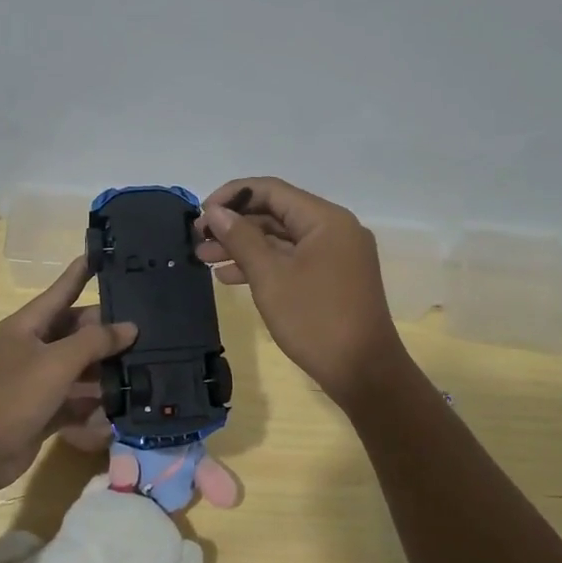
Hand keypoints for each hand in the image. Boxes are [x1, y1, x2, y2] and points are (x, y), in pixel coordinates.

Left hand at [0, 258, 135, 491]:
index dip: (82, 272)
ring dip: (106, 368)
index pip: (62, 290)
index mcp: (28, 326)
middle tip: (148, 326)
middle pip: (77, 331)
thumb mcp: (56, 363)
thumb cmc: (12, 397)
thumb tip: (129, 328)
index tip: (105, 253)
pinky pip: (77, 399)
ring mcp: (39, 380)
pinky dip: (96, 402)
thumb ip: (95, 342)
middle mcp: (34, 348)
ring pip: (80, 366)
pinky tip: (125, 404)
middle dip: (108, 330)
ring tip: (146, 362)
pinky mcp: (45, 410)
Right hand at [197, 177, 406, 406]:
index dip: (232, 196)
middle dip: (235, 224)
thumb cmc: (315, 320)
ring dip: (243, 246)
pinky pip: (292, 260)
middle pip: (276, 213)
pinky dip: (263, 264)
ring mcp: (335, 255)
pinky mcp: (332, 278)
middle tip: (198, 239)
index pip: (271, 190)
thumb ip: (241, 239)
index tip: (201, 214)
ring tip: (204, 259)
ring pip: (281, 239)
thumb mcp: (270, 277)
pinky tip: (229, 277)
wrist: (363, 372)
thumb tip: (215, 212)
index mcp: (326, 219)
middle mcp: (334, 229)